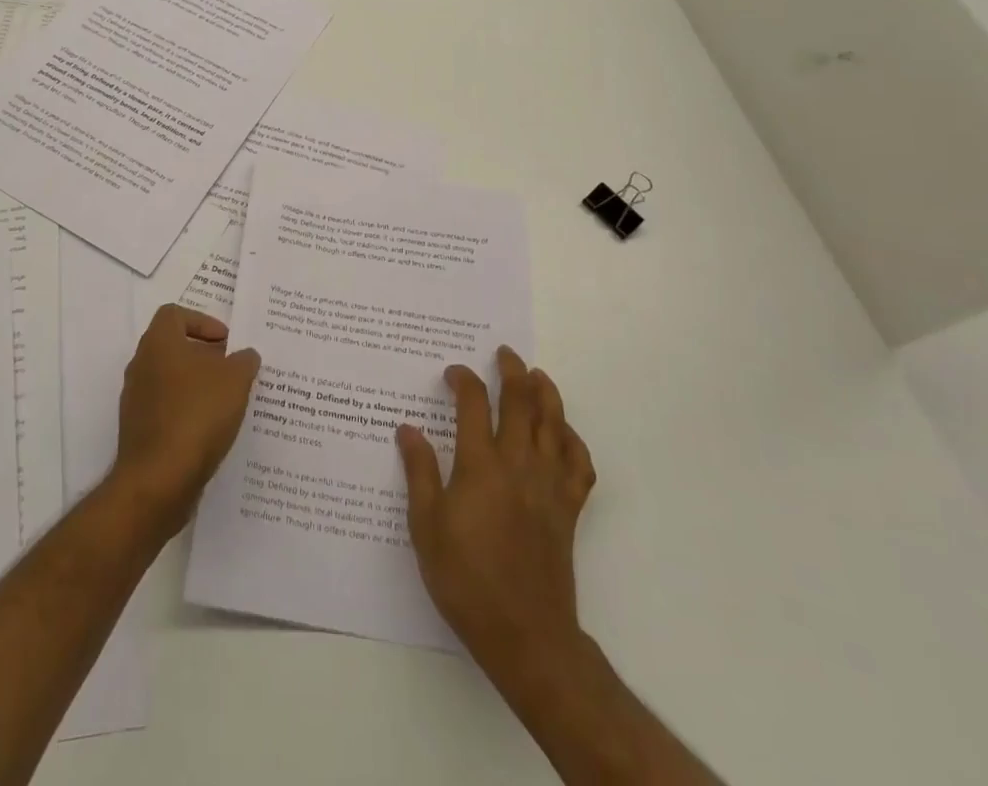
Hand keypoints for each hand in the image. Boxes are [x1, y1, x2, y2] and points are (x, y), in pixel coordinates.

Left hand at [111, 304, 259, 538]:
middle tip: (233, 370)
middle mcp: (141, 366)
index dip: (202, 321)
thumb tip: (245, 356)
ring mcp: (136, 401)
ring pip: (171, 381)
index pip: (174, 314)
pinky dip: (188, 413)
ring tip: (229, 402)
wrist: (157, 481)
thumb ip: (244, 361)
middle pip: (173, 348)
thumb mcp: (235, 380)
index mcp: (158, 344)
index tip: (227, 342)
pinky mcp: (139, 432)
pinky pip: (167, 411)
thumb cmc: (196, 415)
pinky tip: (213, 431)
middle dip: (205, 356)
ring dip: (198, 386)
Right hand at [397, 346, 595, 692]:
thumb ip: (419, 472)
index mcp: (480, 466)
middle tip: (504, 354)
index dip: (464, 380)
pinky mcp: (569, 509)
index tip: (453, 372)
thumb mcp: (426, 526)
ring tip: (537, 375)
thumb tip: (407, 429)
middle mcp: (518, 465)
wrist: (524, 633)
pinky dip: (574, 441)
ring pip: (555, 425)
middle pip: (522, 402)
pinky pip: (580, 465)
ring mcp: (549, 485)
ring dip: (547, 394)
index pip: (474, 404)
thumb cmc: (466, 579)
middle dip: (512, 372)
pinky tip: (564, 433)